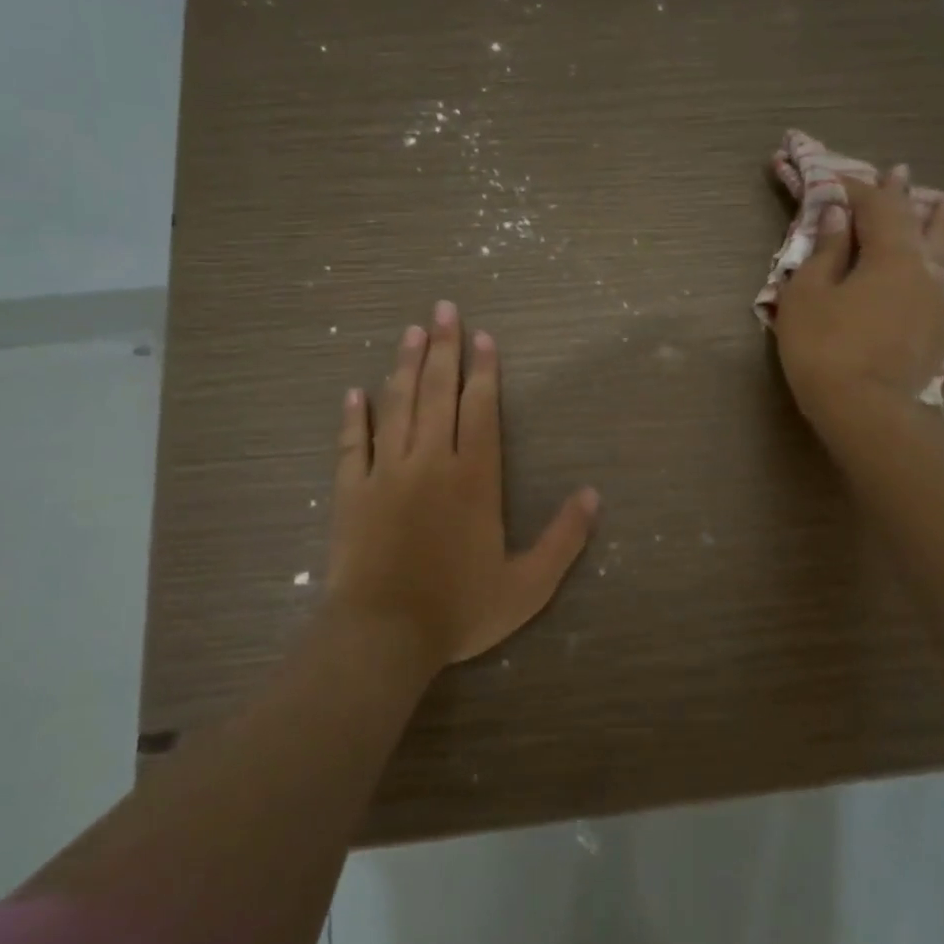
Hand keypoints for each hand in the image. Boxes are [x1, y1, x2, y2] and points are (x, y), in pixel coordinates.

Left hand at [327, 301, 599, 668]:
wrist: (384, 635)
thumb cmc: (460, 610)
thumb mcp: (528, 585)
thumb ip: (564, 538)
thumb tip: (593, 495)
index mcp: (474, 478)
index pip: (480, 410)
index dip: (483, 371)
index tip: (481, 336)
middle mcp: (430, 463)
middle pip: (437, 393)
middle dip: (442, 349)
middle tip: (443, 308)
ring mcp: (385, 474)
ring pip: (397, 407)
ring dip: (404, 366)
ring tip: (410, 332)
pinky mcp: (350, 492)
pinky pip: (351, 445)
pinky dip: (355, 417)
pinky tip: (356, 393)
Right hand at [774, 174, 943, 425]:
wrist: (861, 408)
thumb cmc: (823, 346)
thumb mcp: (808, 293)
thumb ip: (827, 251)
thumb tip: (841, 214)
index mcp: (888, 255)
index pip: (876, 208)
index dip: (858, 189)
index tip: (839, 178)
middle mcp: (921, 271)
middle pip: (914, 226)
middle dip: (905, 199)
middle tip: (903, 173)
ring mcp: (937, 305)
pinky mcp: (941, 338)